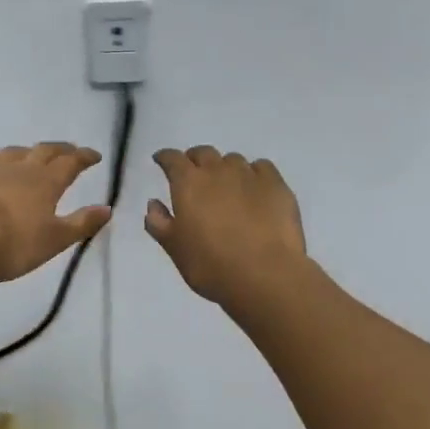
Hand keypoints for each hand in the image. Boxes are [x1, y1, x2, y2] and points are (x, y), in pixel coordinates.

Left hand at [0, 143, 112, 284]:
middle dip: (60, 149)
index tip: (95, 156)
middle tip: (70, 150)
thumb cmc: (12, 244)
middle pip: (44, 151)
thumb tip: (107, 208)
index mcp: (45, 182)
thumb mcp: (54, 240)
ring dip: (29, 151)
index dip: (84, 157)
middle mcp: (20, 168)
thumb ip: (81, 223)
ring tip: (33, 155)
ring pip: (14, 152)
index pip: (70, 163)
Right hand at [146, 146, 307, 305]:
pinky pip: (261, 168)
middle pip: (203, 153)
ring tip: (227, 187)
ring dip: (224, 168)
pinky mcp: (277, 185)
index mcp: (188, 184)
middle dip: (195, 160)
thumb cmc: (211, 266)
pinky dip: (253, 173)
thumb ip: (159, 223)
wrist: (265, 275)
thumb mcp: (175, 249)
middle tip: (194, 175)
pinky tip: (255, 189)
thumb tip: (153, 204)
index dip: (165, 158)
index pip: (172, 159)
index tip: (161, 161)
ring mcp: (250, 175)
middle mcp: (217, 171)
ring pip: (233, 160)